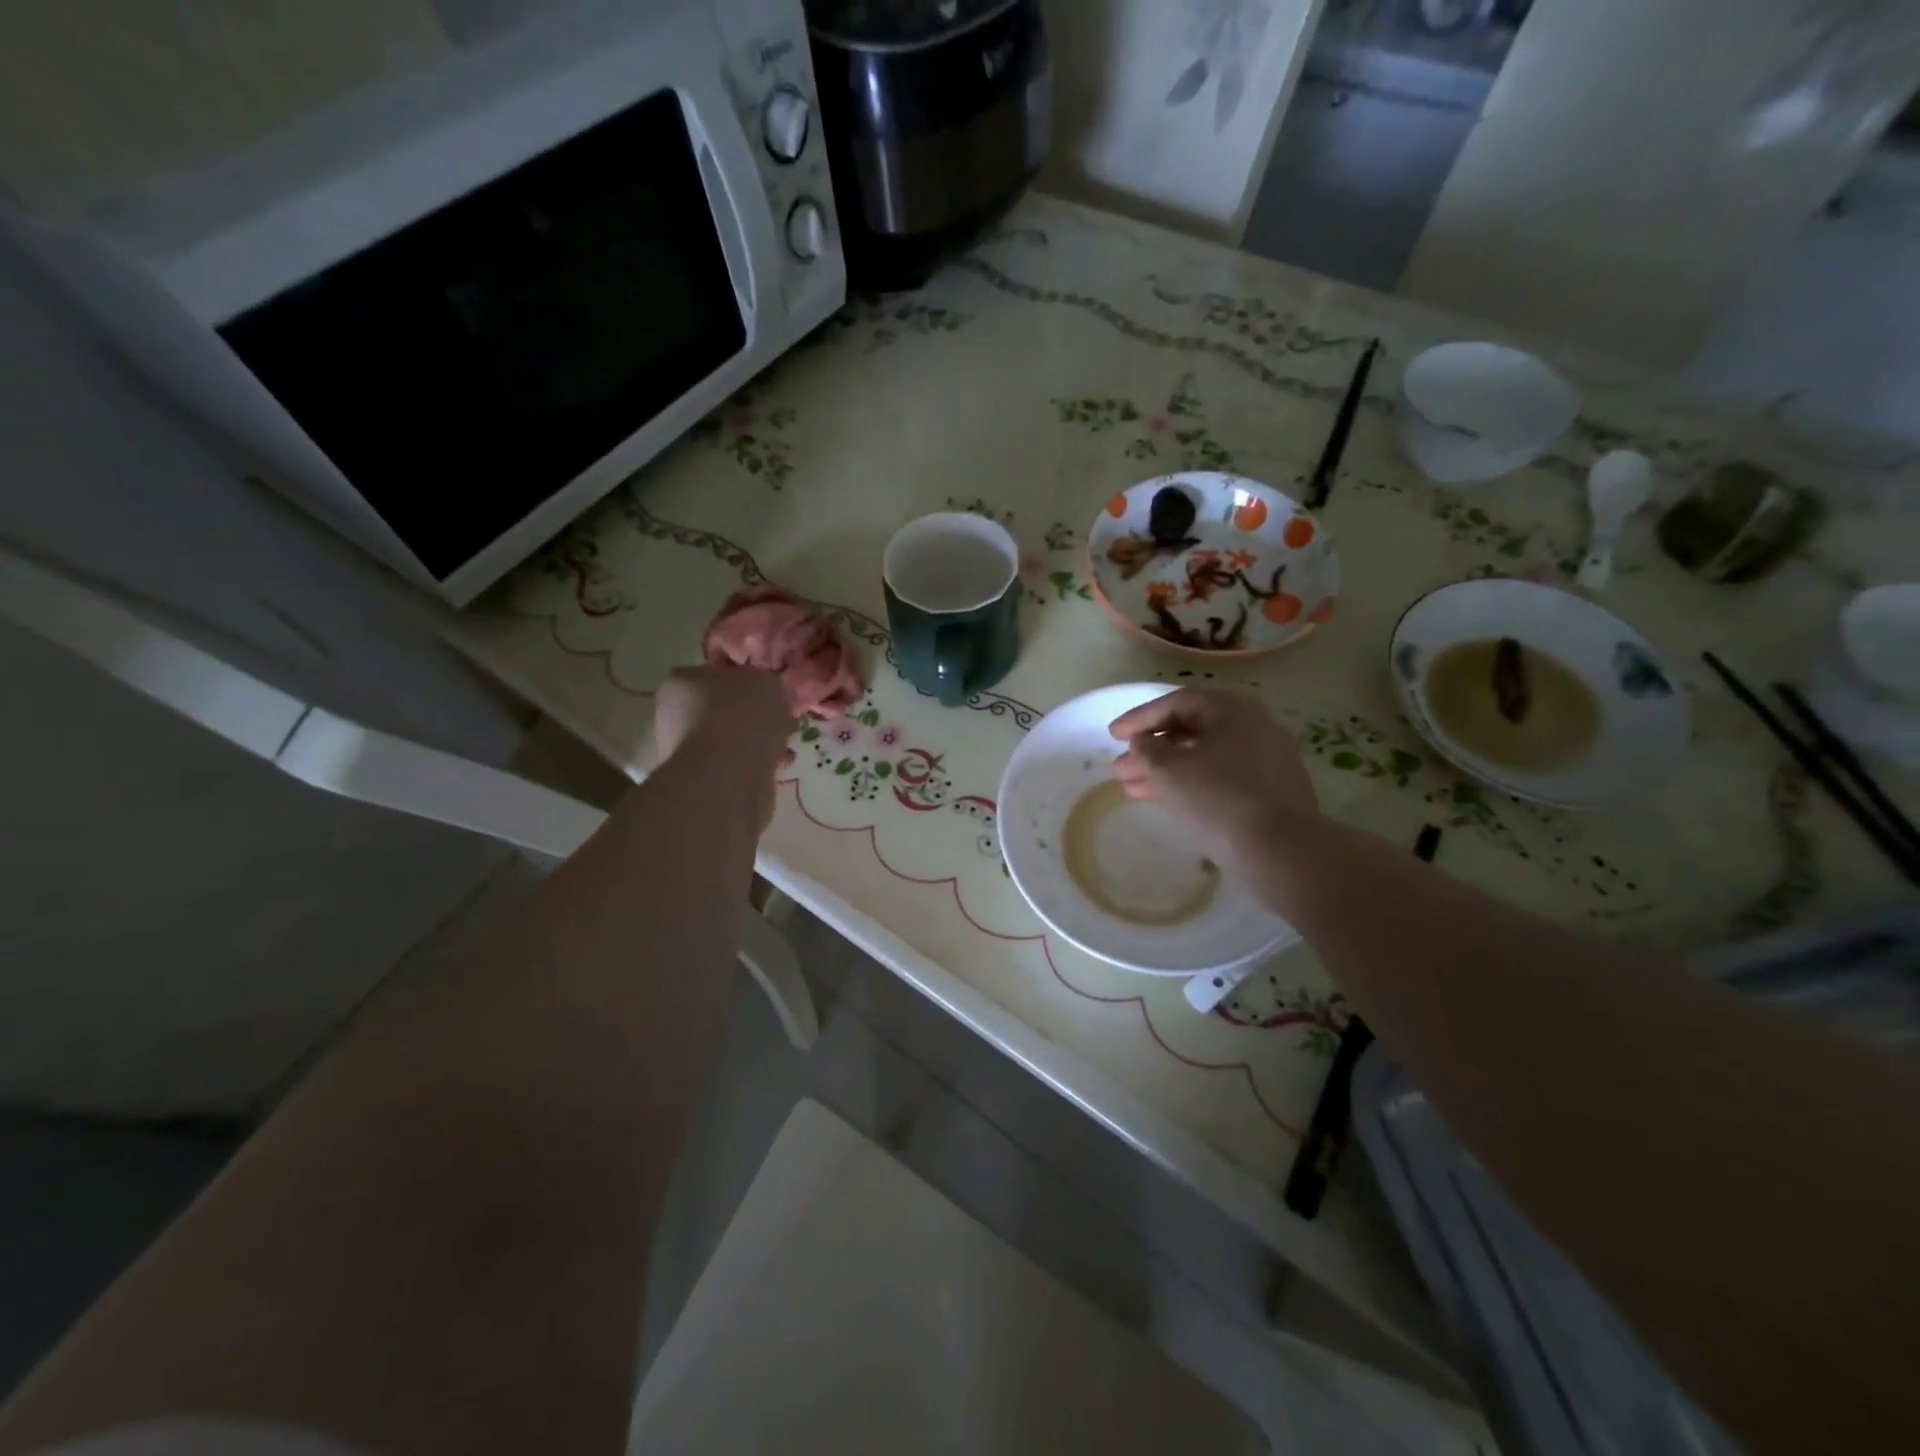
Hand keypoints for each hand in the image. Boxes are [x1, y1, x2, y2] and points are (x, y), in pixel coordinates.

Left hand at [653, 667, 792, 824]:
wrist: (728, 777)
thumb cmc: (742, 716)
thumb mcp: (765, 681)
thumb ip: (763, 681)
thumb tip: (762, 691)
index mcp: (682, 682)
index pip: (714, 673)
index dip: (745, 680)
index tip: (769, 691)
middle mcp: (675, 714)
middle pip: (723, 708)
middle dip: (754, 714)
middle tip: (782, 717)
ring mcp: (686, 751)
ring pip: (731, 738)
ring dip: (758, 740)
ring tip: (785, 744)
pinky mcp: (702, 780)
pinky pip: (736, 764)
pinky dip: (756, 763)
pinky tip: (779, 764)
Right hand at [1108, 688, 1318, 875]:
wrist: (1280, 850)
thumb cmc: (1219, 798)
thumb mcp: (1171, 770)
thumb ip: (1148, 750)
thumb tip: (1143, 742)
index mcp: (1232, 709)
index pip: (1176, 702)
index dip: (1139, 718)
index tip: (1112, 735)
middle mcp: (1253, 725)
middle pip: (1190, 730)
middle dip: (1150, 750)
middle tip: (1119, 767)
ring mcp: (1266, 759)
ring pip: (1203, 757)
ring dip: (1165, 770)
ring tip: (1130, 789)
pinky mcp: (1270, 790)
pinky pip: (1220, 777)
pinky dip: (1190, 784)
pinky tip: (1166, 800)